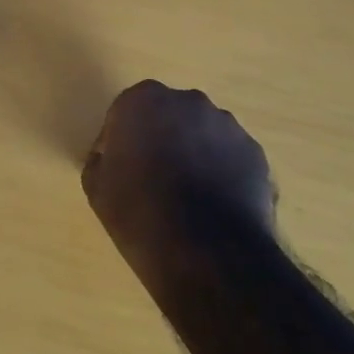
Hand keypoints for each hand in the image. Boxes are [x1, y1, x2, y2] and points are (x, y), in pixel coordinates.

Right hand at [82, 81, 275, 271]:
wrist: (205, 252)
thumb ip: (101, 161)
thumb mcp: (97, 189)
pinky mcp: (256, 153)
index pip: (126, 111)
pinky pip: (229, 157)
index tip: (119, 167)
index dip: (120, 139)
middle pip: (168, 116)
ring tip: (187, 197)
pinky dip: (221, 172)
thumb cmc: (139, 214)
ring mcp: (228, 126)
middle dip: (160, 138)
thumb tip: (110, 159)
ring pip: (202, 134)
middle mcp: (189, 102)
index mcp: (143, 101)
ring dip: (193, 154)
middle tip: (152, 178)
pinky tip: (213, 206)